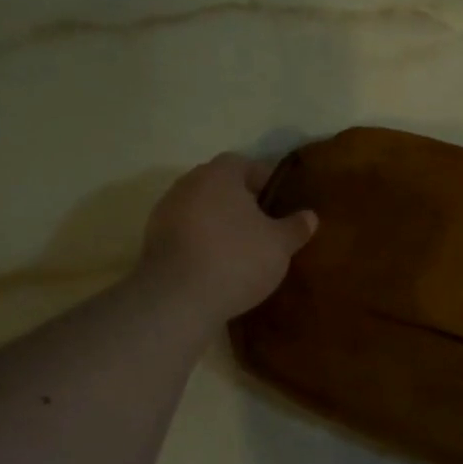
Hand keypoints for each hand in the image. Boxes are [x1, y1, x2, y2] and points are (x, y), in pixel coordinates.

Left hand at [137, 154, 317, 326]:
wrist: (176, 299)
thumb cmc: (236, 259)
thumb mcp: (280, 245)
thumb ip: (295, 227)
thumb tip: (309, 216)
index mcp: (219, 175)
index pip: (245, 164)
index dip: (264, 180)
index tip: (279, 202)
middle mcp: (188, 184)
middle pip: (219, 185)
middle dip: (241, 201)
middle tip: (264, 225)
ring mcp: (165, 213)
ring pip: (201, 209)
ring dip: (219, 222)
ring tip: (242, 248)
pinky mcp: (153, 242)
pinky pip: (186, 233)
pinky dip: (202, 242)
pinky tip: (218, 264)